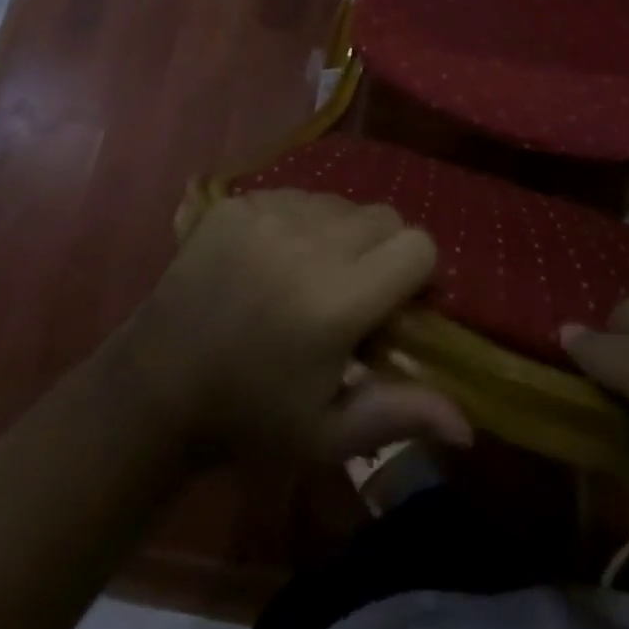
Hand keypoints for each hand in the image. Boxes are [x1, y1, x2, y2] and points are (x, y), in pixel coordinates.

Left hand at [119, 191, 470, 466]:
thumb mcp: (328, 434)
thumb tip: (470, 426)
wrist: (158, 384)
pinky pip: (297, 194)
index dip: (416, 274)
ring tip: (307, 274)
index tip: (394, 305)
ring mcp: (270, 213)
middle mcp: (309, 242)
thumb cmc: (251, 416)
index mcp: (337, 300)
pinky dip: (299, 222)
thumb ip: (400, 414)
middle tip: (351, 291)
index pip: (417, 246)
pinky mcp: (240, 201)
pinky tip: (272, 259)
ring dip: (339, 233)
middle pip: (383, 217)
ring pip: (341, 202)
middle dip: (381, 250)